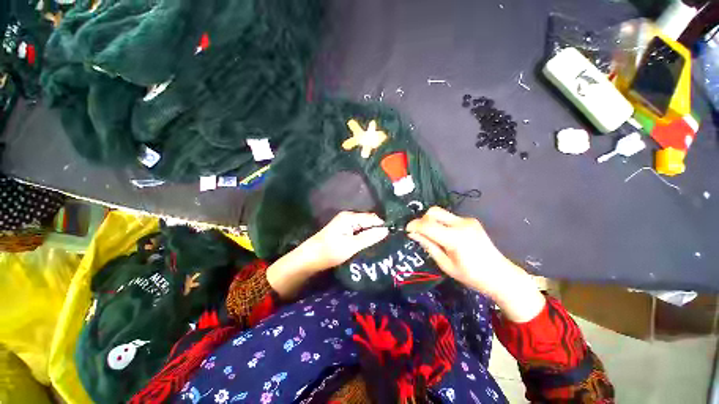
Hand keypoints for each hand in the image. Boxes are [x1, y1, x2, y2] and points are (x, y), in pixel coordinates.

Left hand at [267, 212, 388, 298]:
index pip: (372, 218)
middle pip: (368, 221)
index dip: (382, 226)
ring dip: (371, 235)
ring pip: (364, 227)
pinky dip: (364, 237)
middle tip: (388, 242)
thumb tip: (386, 230)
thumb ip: (369, 237)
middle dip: (377, 230)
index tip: (392, 236)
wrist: (309, 259)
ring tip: (382, 244)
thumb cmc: (330, 251)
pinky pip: (358, 232)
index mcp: (350, 217)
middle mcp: (348, 217)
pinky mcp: (343, 231)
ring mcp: (345, 224)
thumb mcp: (351, 246)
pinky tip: (370, 244)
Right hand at [406, 207, 544, 321]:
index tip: (407, 230)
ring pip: (441, 213)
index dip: (414, 225)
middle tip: (420, 232)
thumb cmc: (471, 276)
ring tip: (432, 236)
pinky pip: (449, 218)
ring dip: (432, 221)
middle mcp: (461, 224)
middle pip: (434, 211)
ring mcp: (468, 221)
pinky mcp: (471, 221)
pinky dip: (442, 224)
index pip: (427, 225)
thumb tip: (413, 234)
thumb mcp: (445, 265)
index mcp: (455, 238)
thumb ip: (428, 246)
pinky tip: (445, 236)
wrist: (500, 275)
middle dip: (422, 220)